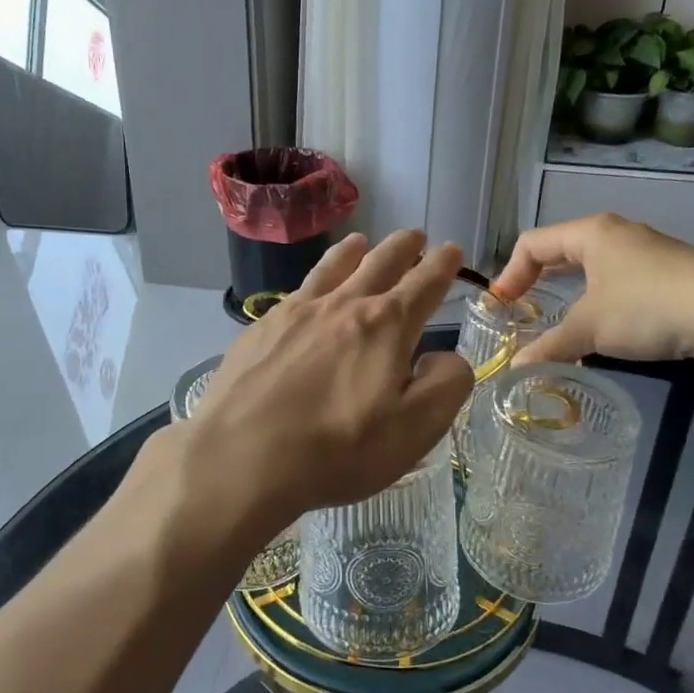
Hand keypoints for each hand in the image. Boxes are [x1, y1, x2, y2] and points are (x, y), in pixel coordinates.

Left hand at [176, 230, 473, 541]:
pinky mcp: (261, 328)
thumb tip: (445, 356)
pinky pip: (297, 290)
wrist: (241, 457)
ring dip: (353, 251)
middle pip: (379, 263)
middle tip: (414, 235)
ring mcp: (296, 312)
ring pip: (332, 267)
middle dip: (402, 247)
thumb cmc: (337, 450)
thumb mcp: (415, 429)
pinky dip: (314, 278)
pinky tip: (308, 290)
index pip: (424, 284)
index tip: (452, 250)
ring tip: (361, 241)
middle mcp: (342, 305)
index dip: (442, 265)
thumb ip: (446, 384)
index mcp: (386, 326)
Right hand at [491, 213, 693, 366]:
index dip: (510, 274)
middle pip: (561, 251)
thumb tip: (515, 370)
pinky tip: (605, 328)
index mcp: (590, 233)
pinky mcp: (668, 273)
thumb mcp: (589, 328)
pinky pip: (617, 281)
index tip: (501, 307)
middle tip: (522, 310)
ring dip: (569, 292)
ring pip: (592, 267)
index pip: (533, 243)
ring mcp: (645, 252)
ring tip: (560, 322)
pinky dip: (598, 300)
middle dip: (537, 280)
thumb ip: (549, 347)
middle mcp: (616, 234)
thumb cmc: (646, 307)